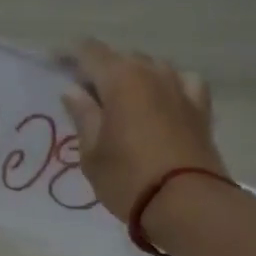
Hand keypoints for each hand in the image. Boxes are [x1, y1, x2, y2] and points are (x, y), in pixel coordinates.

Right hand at [60, 39, 228, 221]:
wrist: (187, 204)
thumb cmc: (128, 179)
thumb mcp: (92, 154)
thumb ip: (83, 116)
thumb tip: (74, 91)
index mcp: (120, 79)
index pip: (88, 51)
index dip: (68, 54)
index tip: (54, 64)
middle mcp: (152, 72)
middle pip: (121, 59)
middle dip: (102, 71)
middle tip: (86, 96)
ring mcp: (181, 87)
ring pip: (152, 68)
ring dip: (134, 78)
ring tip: (123, 101)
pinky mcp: (201, 108)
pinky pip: (182, 83)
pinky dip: (168, 86)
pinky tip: (164, 100)